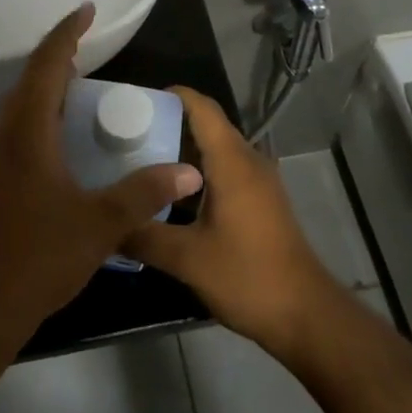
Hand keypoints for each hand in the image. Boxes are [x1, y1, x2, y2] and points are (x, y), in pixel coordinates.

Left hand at [0, 4, 204, 348]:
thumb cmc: (38, 256)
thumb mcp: (101, 224)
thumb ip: (145, 192)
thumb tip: (190, 171)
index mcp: (26, 130)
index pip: (47, 63)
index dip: (67, 33)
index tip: (87, 10)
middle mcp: (3, 132)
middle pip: (31, 78)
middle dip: (60, 56)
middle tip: (92, 48)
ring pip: (22, 103)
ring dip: (49, 86)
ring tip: (83, 85)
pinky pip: (18, 125)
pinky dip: (42, 113)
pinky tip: (64, 136)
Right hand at [125, 87, 343, 357]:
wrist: (306, 316)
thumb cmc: (247, 276)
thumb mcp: (187, 259)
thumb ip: (144, 236)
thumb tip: (105, 223)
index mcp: (231, 161)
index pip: (202, 108)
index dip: (172, 95)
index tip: (137, 101)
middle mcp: (248, 161)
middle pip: (207, 126)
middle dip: (169, 125)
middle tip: (128, 136)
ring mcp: (259, 182)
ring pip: (216, 151)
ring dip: (183, 152)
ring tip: (142, 165)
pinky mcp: (262, 202)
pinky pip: (226, 171)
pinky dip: (199, 173)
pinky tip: (172, 199)